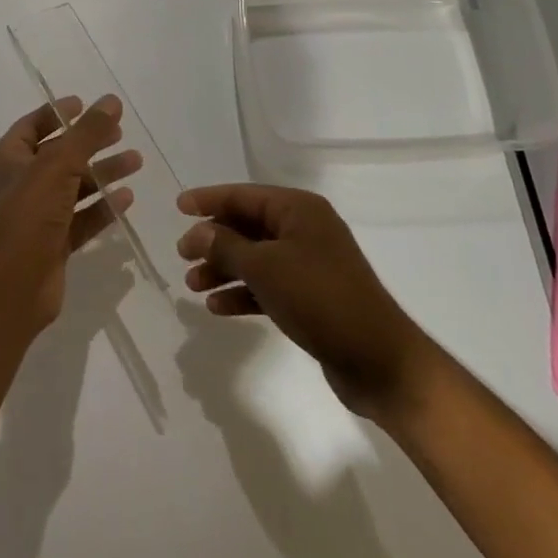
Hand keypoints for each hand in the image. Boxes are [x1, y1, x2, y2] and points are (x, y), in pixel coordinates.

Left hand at [0, 95, 140, 339]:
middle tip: (120, 132)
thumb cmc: (28, 214)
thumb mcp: (58, 165)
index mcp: (11, 157)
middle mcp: (23, 182)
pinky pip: (83, 217)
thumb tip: (112, 100)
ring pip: (76, 186)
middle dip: (90, 142)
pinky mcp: (55, 241)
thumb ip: (87, 133)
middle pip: (61, 154)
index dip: (58, 113)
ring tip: (137, 161)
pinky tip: (127, 198)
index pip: (34, 125)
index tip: (86, 104)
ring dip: (103, 173)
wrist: (12, 286)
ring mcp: (39, 214)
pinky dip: (103, 207)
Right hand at [177, 184, 434, 418]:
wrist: (379, 362)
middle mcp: (304, 230)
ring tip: (192, 286)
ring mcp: (309, 264)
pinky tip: (217, 307)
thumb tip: (197, 231)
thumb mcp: (265, 268)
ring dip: (223, 269)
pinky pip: (267, 285)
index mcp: (298, 210)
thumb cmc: (321, 299)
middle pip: (247, 226)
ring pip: (254, 258)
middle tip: (181, 255)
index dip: (208, 199)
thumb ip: (226, 246)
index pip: (243, 195)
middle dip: (213, 241)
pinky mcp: (311, 297)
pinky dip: (243, 292)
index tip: (177, 207)